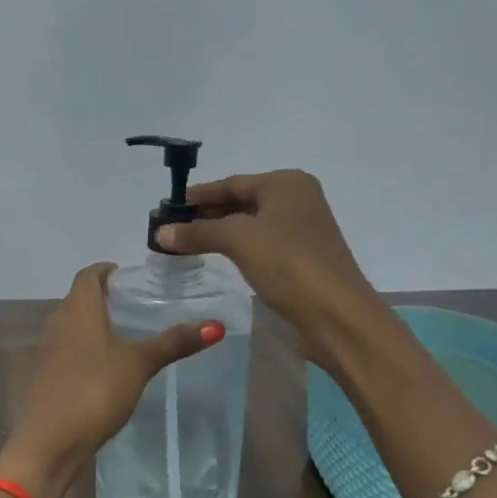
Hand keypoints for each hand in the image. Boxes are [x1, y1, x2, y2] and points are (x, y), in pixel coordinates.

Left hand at [0, 263, 224, 497]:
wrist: (49, 442)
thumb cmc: (94, 390)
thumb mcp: (139, 364)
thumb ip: (174, 342)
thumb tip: (216, 325)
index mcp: (78, 308)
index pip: (89, 274)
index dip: (108, 271)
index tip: (132, 278)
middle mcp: (58, 322)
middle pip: (80, 298)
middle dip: (106, 297)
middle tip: (139, 305)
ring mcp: (49, 350)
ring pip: (74, 325)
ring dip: (96, 324)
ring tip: (129, 335)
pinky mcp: (47, 376)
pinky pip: (69, 350)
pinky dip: (88, 349)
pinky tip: (109, 368)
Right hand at [156, 170, 385, 375]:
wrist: (336, 314)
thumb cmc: (288, 263)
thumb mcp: (238, 240)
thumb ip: (198, 232)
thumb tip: (160, 232)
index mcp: (286, 184)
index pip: (232, 183)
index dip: (199, 195)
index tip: (168, 206)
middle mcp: (297, 200)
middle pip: (241, 201)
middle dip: (207, 214)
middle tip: (171, 227)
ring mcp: (301, 229)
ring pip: (250, 224)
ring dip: (219, 232)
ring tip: (186, 243)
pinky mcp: (301, 257)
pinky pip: (260, 243)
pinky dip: (236, 247)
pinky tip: (217, 257)